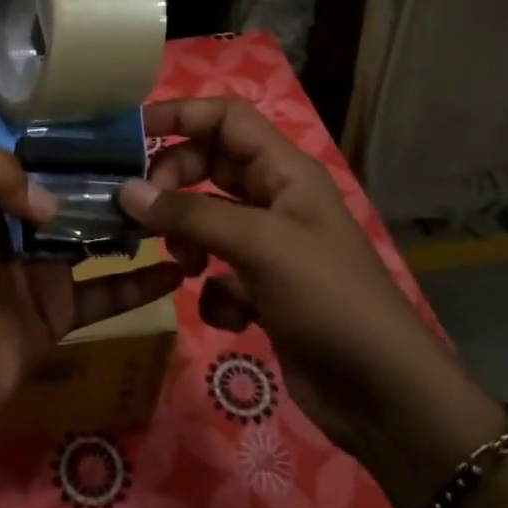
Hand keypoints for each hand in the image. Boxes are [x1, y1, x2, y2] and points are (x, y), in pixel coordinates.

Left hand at [0, 149, 182, 436]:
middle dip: (113, 186)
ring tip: (181, 212)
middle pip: (74, 199)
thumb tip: (53, 198)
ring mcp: (43, 272)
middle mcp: (19, 229)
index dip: (75, 151)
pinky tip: (175, 272)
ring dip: (133, 229)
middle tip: (166, 175)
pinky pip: (107, 295)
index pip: (39, 164)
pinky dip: (140, 285)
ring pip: (96, 241)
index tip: (122, 140)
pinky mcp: (60, 313)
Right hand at [118, 99, 499, 507]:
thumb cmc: (328, 299)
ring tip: (185, 265)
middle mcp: (275, 200)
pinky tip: (229, 314)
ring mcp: (268, 247)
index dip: (181, 114)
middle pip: (209, 166)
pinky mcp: (261, 290)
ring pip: (206, 220)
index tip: (132, 131)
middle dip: (174, 183)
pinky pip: (218, 271)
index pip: (227, 118)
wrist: (382, 394)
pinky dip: (213, 289)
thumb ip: (189, 215)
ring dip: (187, 238)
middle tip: (145, 210)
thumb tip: (125, 190)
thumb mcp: (259, 245)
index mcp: (285, 172)